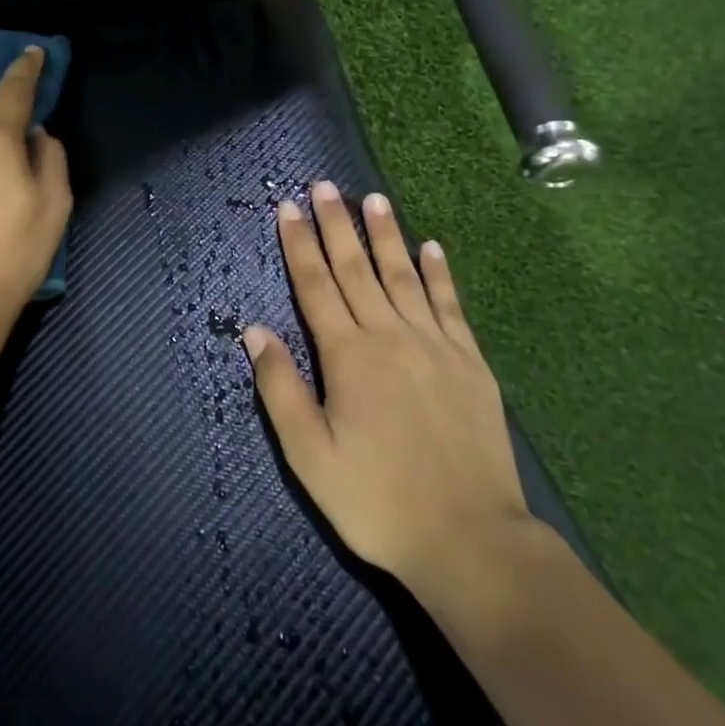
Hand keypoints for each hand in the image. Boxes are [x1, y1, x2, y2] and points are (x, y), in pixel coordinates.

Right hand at [243, 181, 541, 620]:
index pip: (315, 285)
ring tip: (374, 198)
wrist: (470, 538)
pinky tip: (431, 247)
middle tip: (324, 186)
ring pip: (402, 275)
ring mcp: (434, 344)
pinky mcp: (469, 360)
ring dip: (385, 234)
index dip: (298, 244)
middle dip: (336, 224)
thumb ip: (281, 388)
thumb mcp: (311, 456)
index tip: (287, 207)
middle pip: (356, 268)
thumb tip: (254, 331)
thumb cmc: (378, 502)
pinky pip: (449, 304)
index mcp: (347, 355)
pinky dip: (438, 273)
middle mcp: (389, 335)